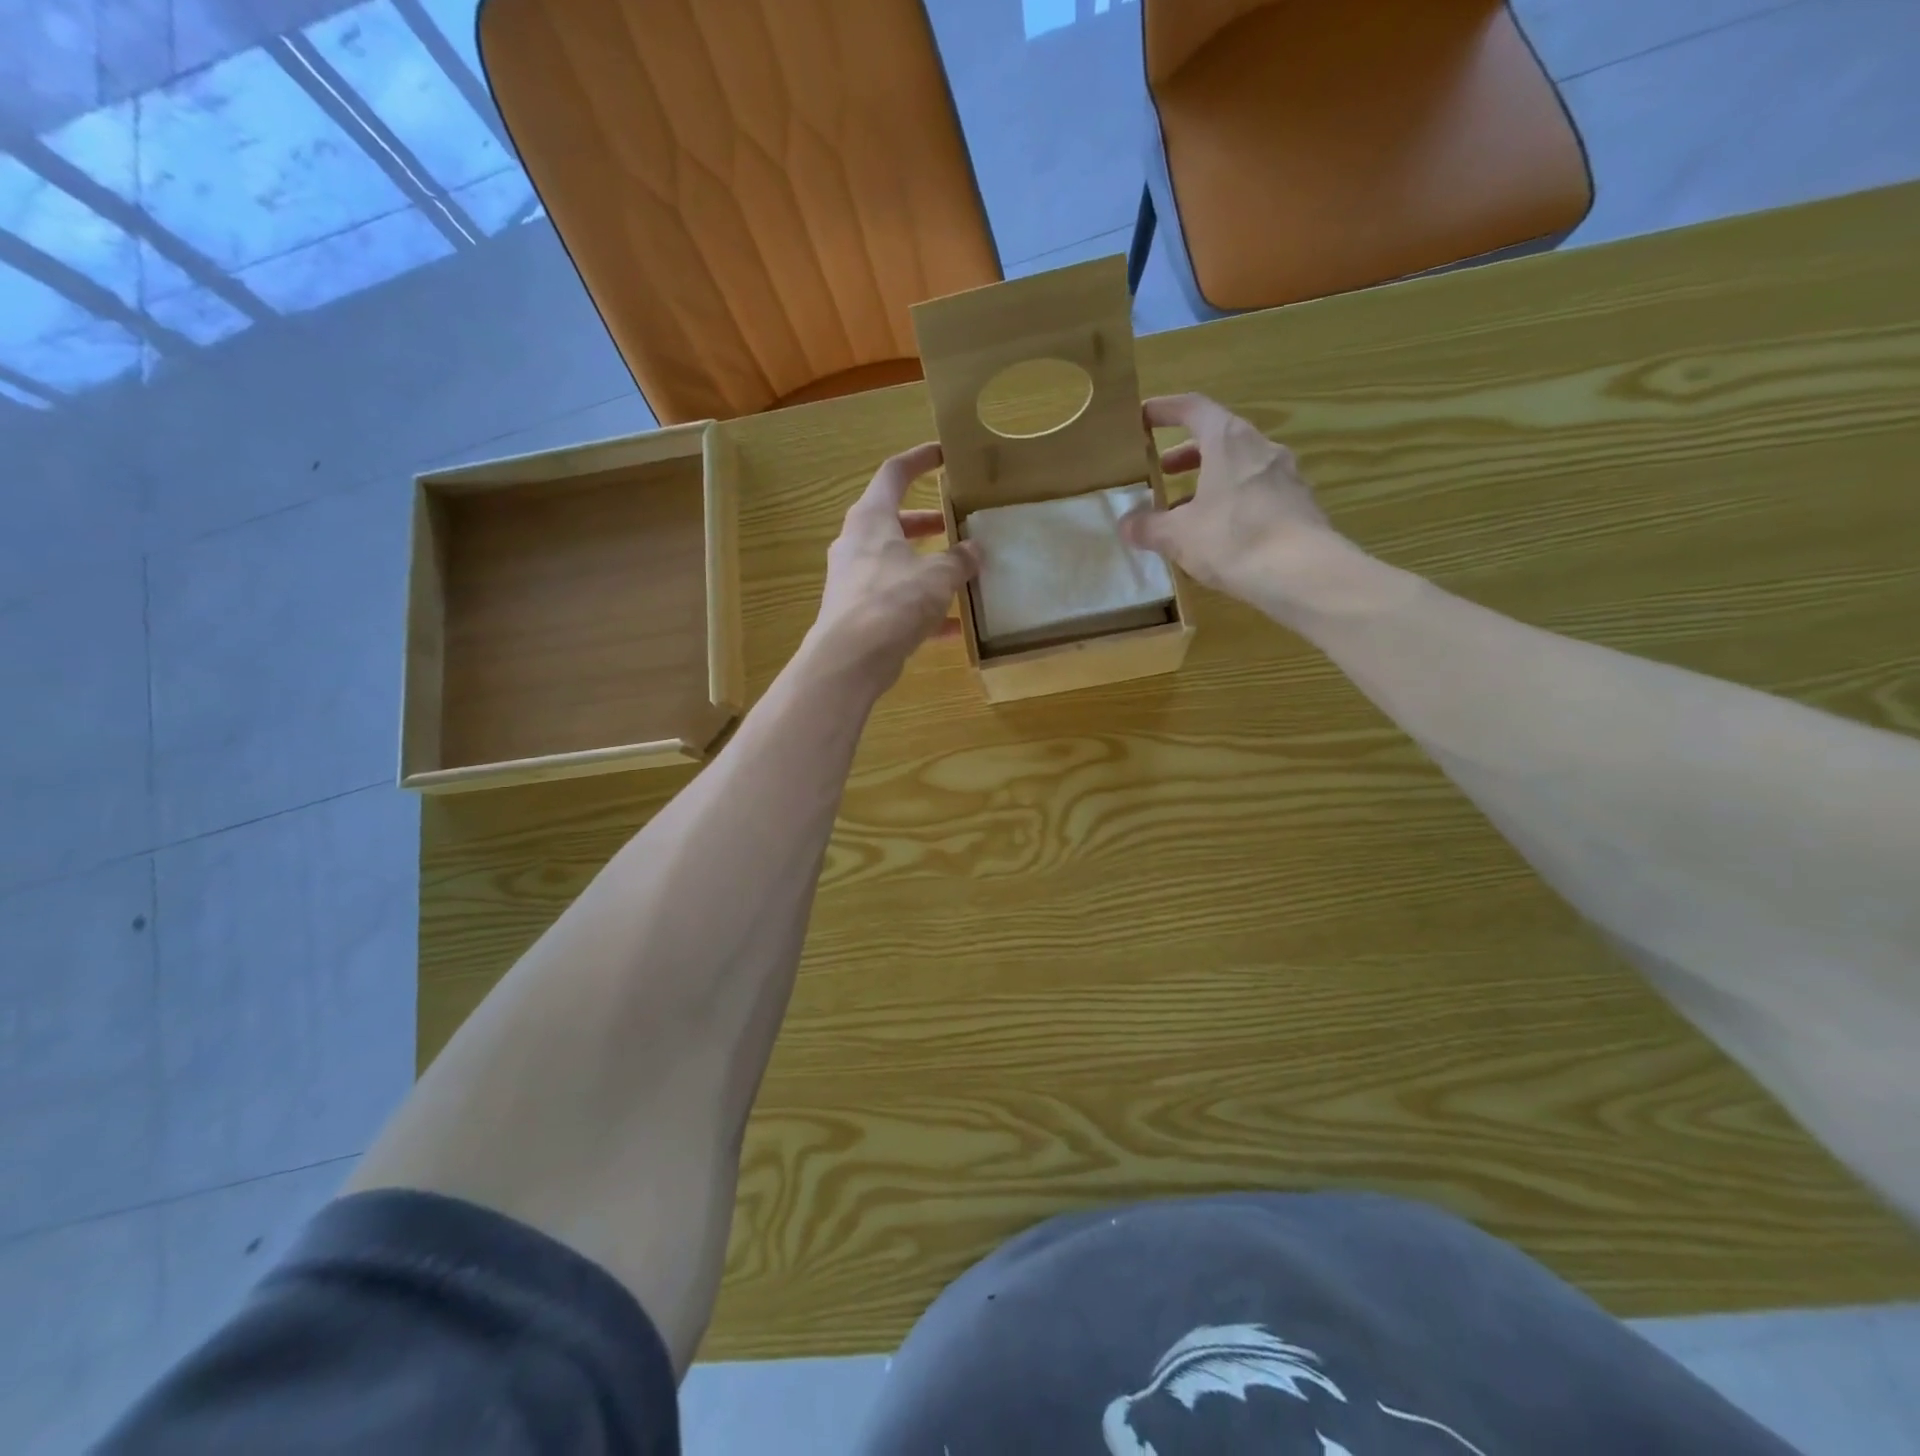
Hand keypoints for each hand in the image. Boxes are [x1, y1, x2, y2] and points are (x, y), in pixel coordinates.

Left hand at [811, 442, 980, 685]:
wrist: (850, 659)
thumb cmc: (892, 601)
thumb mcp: (936, 576)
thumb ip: (958, 560)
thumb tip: (974, 550)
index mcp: (871, 519)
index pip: (894, 473)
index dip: (919, 460)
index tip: (943, 455)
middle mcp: (858, 544)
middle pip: (895, 522)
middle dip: (929, 523)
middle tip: (958, 525)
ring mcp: (855, 581)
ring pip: (897, 564)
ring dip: (928, 567)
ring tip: (962, 575)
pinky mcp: (860, 614)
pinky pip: (897, 603)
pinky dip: (923, 609)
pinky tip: (954, 627)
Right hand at [1119, 393, 1337, 596]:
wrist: (1303, 572)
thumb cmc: (1233, 539)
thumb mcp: (1178, 536)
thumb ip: (1148, 527)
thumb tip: (1126, 524)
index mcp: (1228, 441)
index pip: (1193, 408)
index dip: (1166, 409)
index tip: (1143, 416)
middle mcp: (1261, 448)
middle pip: (1220, 438)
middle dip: (1188, 453)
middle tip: (1164, 471)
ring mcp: (1287, 475)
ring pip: (1241, 467)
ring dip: (1212, 480)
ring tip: (1189, 509)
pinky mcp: (1300, 505)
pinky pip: (1260, 493)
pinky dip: (1235, 502)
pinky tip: (1222, 532)